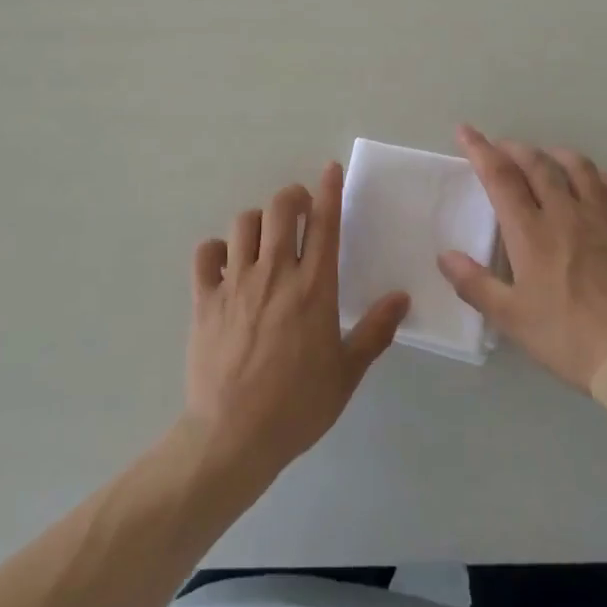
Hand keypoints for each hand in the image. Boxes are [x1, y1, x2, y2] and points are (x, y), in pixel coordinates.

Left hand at [184, 164, 408, 485]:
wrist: (233, 436)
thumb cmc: (297, 406)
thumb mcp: (346, 373)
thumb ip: (375, 331)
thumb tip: (401, 298)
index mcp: (314, 287)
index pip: (324, 223)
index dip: (328, 190)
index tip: (330, 169)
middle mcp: (275, 273)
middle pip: (280, 208)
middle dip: (291, 197)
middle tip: (298, 210)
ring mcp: (236, 283)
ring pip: (243, 223)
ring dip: (256, 222)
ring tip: (263, 238)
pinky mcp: (205, 298)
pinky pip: (205, 254)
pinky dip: (215, 250)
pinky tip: (225, 264)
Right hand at [439, 126, 606, 392]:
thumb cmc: (567, 339)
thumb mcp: (511, 319)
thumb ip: (474, 284)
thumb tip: (445, 255)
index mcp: (531, 233)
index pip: (500, 177)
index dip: (480, 149)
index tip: (465, 131)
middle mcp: (565, 214)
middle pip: (537, 164)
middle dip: (514, 148)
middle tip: (500, 148)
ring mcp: (603, 219)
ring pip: (578, 168)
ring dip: (555, 155)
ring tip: (544, 157)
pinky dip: (600, 177)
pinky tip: (594, 181)